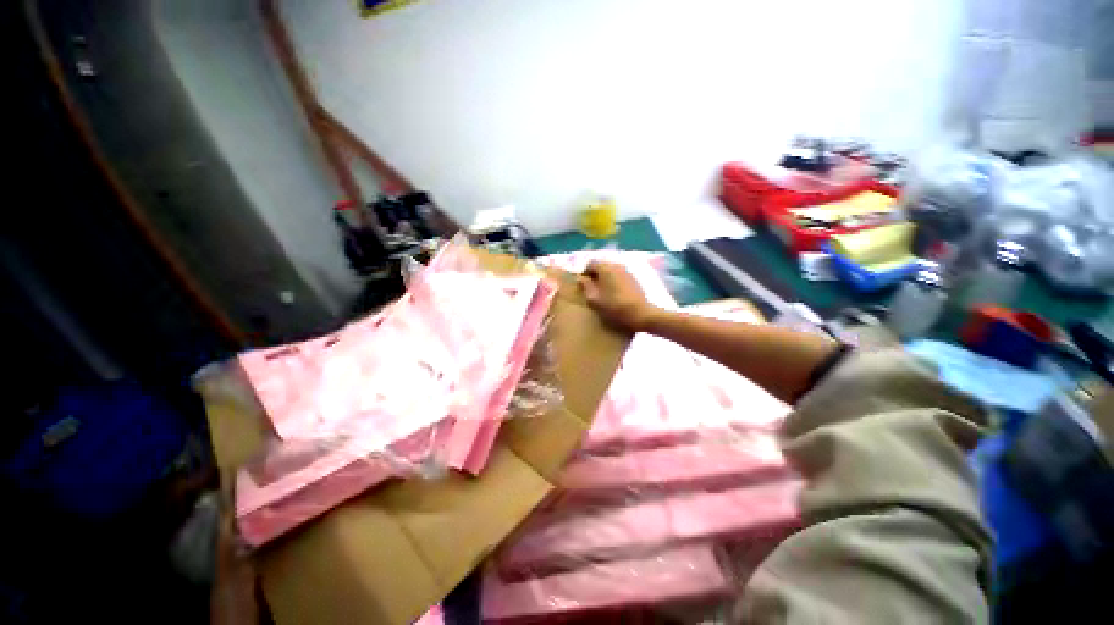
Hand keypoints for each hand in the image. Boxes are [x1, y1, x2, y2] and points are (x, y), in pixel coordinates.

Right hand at [579, 261, 659, 332]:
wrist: (640, 314)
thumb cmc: (614, 307)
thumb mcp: (594, 300)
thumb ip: (586, 287)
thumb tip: (580, 279)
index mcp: (605, 268)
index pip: (591, 263)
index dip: (585, 273)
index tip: (583, 284)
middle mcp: (616, 265)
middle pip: (602, 266)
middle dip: (595, 275)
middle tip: (591, 289)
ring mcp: (627, 271)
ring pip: (611, 271)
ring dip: (605, 279)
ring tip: (603, 292)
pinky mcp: (634, 279)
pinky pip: (620, 276)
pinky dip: (614, 282)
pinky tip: (614, 294)